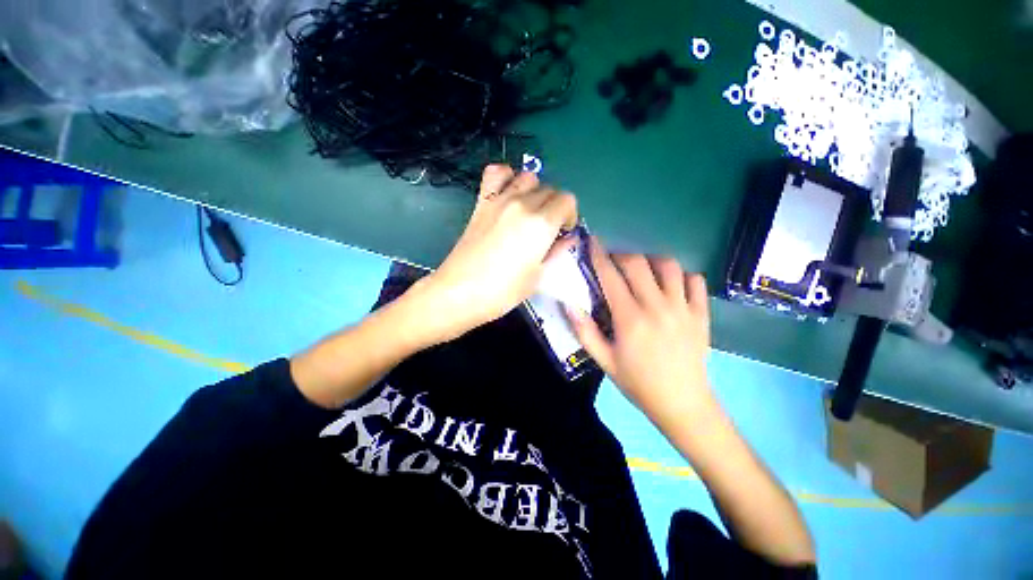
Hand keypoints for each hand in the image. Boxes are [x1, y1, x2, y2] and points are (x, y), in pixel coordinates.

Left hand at [415, 164, 577, 342]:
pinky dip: (506, 177)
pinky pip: (495, 173)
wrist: (460, 292)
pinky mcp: (481, 202)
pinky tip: (507, 194)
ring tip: (529, 212)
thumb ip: (556, 252)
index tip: (562, 232)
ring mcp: (500, 200)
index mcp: (541, 224)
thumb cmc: (502, 291)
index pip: (567, 200)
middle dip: (554, 207)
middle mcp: (523, 204)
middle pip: (549, 189)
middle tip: (546, 229)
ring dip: (534, 191)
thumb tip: (568, 239)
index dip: (569, 215)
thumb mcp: (538, 277)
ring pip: (527, 177)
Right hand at [567, 239, 715, 431]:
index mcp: (630, 318)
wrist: (682, 403)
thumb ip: (584, 331)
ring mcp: (683, 308)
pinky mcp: (701, 313)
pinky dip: (682, 275)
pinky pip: (695, 280)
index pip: (611, 276)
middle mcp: (657, 306)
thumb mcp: (603, 360)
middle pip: (638, 263)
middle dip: (621, 254)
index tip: (593, 242)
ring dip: (650, 260)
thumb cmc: (637, 382)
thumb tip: (569, 303)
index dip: (599, 256)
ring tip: (642, 270)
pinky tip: (671, 285)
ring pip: (668, 266)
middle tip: (613, 261)